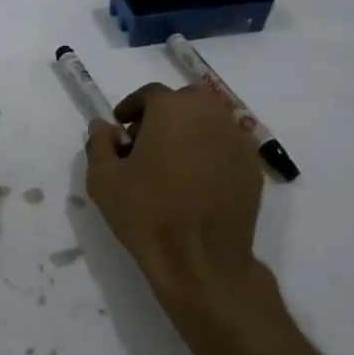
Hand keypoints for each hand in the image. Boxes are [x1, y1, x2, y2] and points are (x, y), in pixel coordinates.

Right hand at [85, 84, 282, 334]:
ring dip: (190, 130)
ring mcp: (237, 140)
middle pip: (185, 101)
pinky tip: (198, 179)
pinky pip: (227, 146)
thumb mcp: (104, 179)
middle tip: (147, 142)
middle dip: (164, 114)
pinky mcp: (253, 166)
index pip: (150, 94)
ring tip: (173, 161)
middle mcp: (211, 114)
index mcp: (173, 109)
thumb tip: (103, 125)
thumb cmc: (147, 214)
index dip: (132, 107)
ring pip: (210, 121)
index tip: (121, 126)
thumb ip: (99, 143)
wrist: (200, 260)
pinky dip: (211, 151)